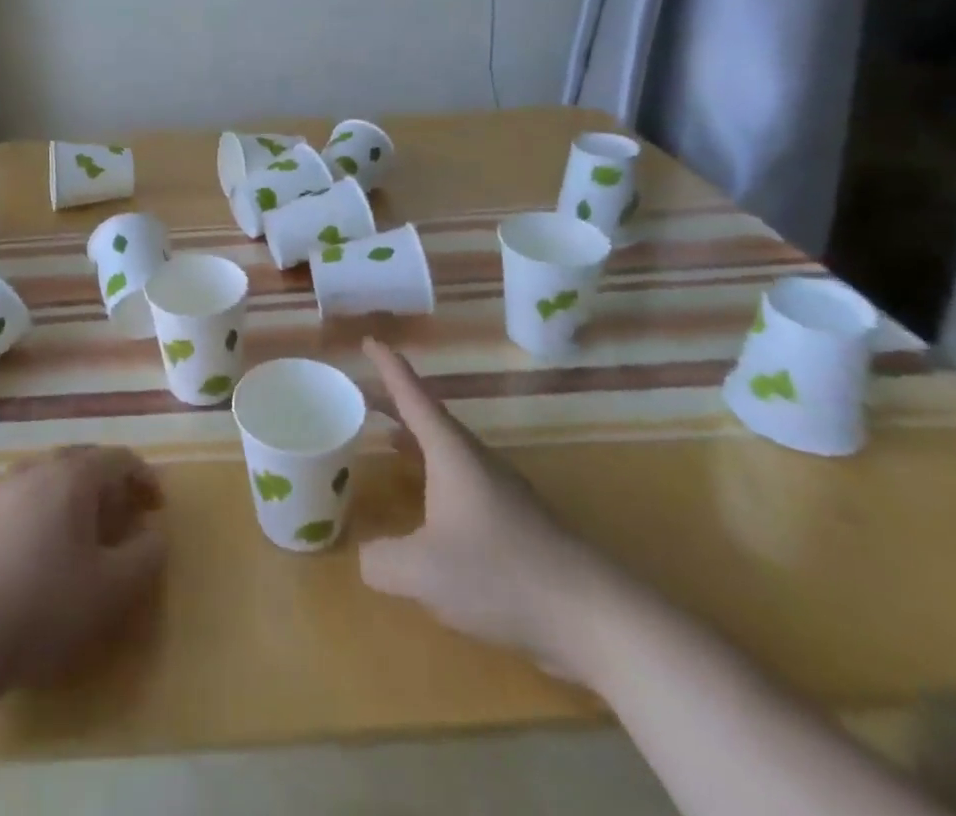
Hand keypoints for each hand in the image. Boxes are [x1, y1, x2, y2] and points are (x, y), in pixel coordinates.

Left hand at [0, 445, 165, 690]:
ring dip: (76, 493)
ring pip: (50, 475)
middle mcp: (37, 469)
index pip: (118, 458)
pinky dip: (45, 507)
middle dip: (110, 482)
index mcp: (71, 476)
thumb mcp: (112, 589)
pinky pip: (24, 495)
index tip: (157, 509)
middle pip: (83, 460)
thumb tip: (154, 534)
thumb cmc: (45, 608)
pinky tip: (43, 547)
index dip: (144, 478)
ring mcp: (2, 489)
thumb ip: (146, 556)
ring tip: (86, 529)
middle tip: (125, 515)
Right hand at [359, 338, 621, 679]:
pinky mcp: (516, 521)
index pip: (412, 395)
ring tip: (387, 440)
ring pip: (447, 450)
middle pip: (429, 418)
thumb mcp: (423, 572)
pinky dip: (434, 476)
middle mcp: (475, 460)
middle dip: (395, 403)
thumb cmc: (500, 573)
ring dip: (415, 439)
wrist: (592, 614)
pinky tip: (428, 507)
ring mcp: (500, 489)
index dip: (388, 366)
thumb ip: (382, 561)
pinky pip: (462, 481)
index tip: (369, 341)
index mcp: (450, 452)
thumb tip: (367, 557)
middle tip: (362, 394)